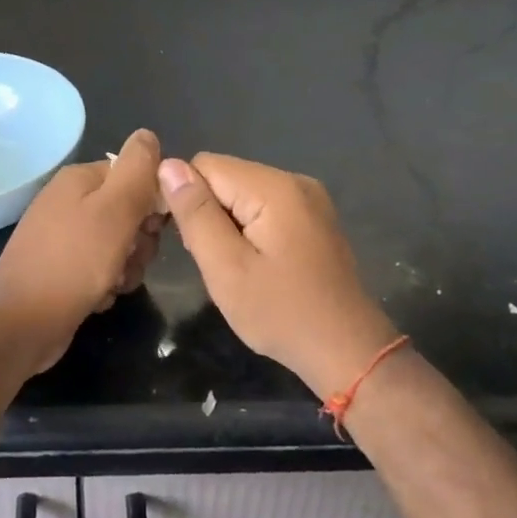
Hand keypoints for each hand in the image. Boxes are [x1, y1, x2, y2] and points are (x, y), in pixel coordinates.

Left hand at [0, 129, 166, 374]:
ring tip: (111, 283)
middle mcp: (70, 202)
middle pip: (129, 212)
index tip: (153, 228)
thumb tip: (148, 134)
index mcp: (80, 179)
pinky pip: (101, 269)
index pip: (135, 175)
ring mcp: (64, 237)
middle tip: (129, 258)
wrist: (19, 324)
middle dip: (140, 240)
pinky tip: (97, 298)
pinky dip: (106, 284)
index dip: (152, 202)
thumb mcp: (114, 211)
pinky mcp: (63, 270)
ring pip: (120, 245)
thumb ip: (136, 170)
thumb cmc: (72, 262)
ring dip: (126, 267)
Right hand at [157, 153, 398, 398]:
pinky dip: (249, 228)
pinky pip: (265, 206)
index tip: (187, 242)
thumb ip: (196, 213)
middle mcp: (294, 180)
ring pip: (243, 192)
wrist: (348, 352)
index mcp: (274, 187)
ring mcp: (309, 199)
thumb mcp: (226, 267)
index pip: (205, 165)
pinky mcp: (314, 218)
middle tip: (214, 261)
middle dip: (208, 212)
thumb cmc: (281, 313)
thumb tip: (168, 165)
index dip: (185, 197)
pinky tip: (256, 263)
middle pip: (226, 176)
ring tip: (234, 266)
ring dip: (227, 222)